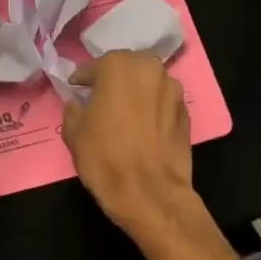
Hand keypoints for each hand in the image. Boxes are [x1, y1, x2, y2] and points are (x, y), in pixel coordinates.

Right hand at [61, 51, 194, 234]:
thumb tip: (79, 102)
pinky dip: (152, 109)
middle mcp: (149, 69)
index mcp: (118, 66)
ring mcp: (173, 90)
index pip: (93, 67)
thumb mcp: (73, 131)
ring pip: (147, 83)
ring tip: (123, 113)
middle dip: (113, 80)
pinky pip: (162, 103)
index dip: (82, 80)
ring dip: (135, 92)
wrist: (149, 193)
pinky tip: (142, 127)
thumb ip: (73, 108)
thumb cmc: (104, 157)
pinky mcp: (187, 113)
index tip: (75, 90)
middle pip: (126, 68)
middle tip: (100, 99)